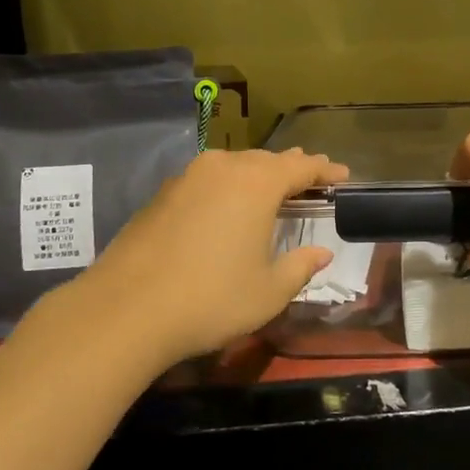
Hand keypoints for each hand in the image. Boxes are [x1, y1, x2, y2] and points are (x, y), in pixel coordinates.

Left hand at [68, 146, 348, 369]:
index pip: (301, 167)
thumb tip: (321, 253)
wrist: (126, 309)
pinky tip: (228, 204)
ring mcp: (188, 177)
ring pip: (234, 166)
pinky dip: (228, 186)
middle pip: (267, 160)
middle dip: (292, 168)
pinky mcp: (162, 194)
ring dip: (258, 174)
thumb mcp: (269, 291)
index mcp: (257, 184)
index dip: (325, 171)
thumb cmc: (211, 299)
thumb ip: (300, 267)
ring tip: (273, 185)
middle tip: (312, 177)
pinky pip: (208, 179)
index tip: (342, 175)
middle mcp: (223, 168)